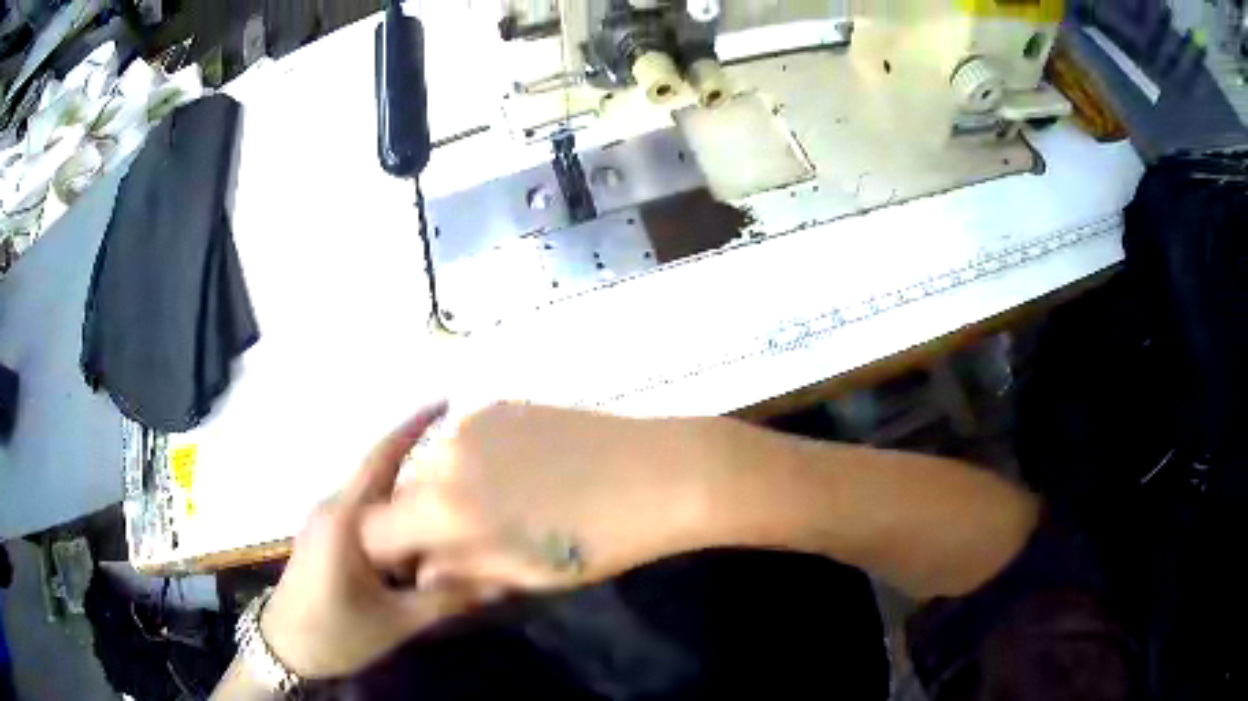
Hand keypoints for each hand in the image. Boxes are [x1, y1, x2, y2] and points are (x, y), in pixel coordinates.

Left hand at [258, 404, 492, 679]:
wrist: (283, 649)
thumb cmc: (335, 634)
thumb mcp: (396, 622)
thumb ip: (445, 599)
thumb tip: (498, 581)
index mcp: (346, 520)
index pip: (382, 459)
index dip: (413, 427)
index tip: (447, 402)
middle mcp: (334, 508)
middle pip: (381, 472)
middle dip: (422, 460)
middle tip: (469, 461)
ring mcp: (326, 521)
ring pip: (374, 495)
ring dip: (409, 491)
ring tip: (453, 496)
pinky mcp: (325, 536)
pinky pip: (366, 513)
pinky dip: (395, 514)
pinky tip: (418, 535)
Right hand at [359, 403, 730, 591]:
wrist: (660, 473)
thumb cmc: (597, 541)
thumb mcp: (524, 573)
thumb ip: (458, 572)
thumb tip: (421, 573)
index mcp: (447, 507)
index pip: (375, 530)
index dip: (390, 552)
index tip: (416, 564)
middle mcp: (445, 455)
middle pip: (400, 494)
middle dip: (416, 522)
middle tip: (460, 541)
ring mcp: (472, 421)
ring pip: (429, 465)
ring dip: (443, 491)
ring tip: (493, 508)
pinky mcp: (498, 405)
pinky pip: (461, 441)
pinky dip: (470, 464)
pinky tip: (515, 476)